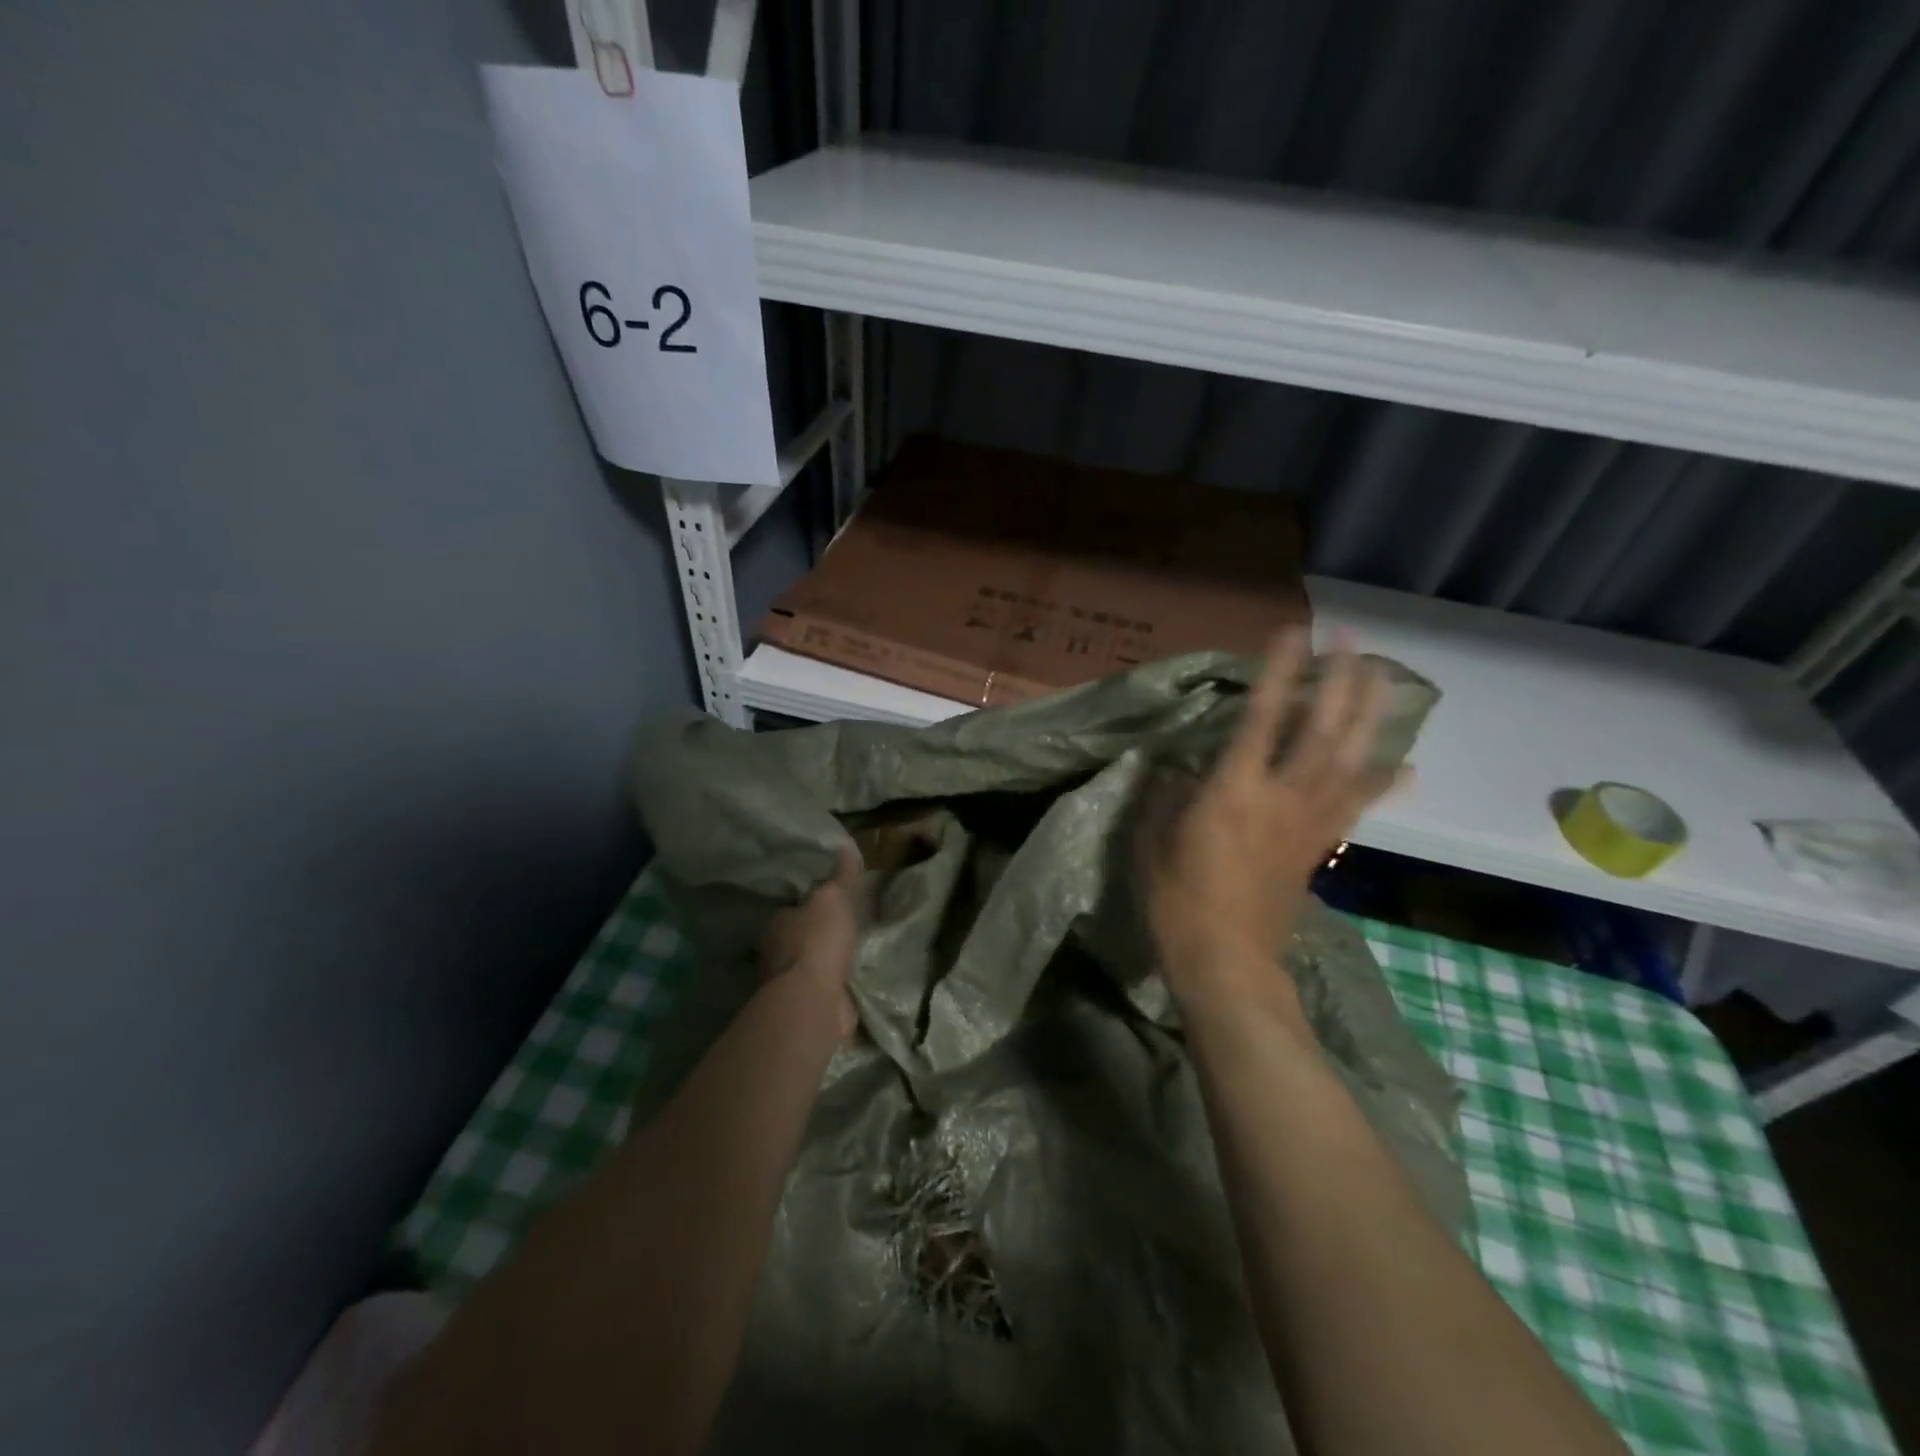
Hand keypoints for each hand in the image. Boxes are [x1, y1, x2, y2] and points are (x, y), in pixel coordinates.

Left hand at [757, 844, 862, 1036]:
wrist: (814, 1000)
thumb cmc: (817, 941)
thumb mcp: (833, 898)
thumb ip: (841, 876)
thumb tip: (846, 846)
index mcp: (775, 924)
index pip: (791, 908)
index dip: (811, 903)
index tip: (831, 901)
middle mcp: (775, 953)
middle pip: (798, 937)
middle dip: (818, 933)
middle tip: (845, 924)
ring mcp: (788, 983)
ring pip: (810, 964)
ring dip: (826, 960)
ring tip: (853, 950)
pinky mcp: (805, 1005)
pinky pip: (823, 986)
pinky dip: (834, 982)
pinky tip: (851, 978)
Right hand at [1143, 631, 1405, 1009]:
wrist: (1226, 960)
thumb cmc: (1177, 899)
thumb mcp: (1153, 841)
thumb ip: (1166, 798)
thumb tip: (1175, 772)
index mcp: (1233, 790)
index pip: (1261, 719)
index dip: (1278, 673)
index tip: (1294, 633)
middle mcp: (1281, 796)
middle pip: (1321, 730)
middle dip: (1339, 681)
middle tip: (1353, 640)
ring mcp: (1308, 822)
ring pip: (1350, 760)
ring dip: (1369, 716)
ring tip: (1386, 677)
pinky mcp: (1320, 846)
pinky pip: (1357, 807)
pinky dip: (1383, 784)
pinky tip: (1407, 767)